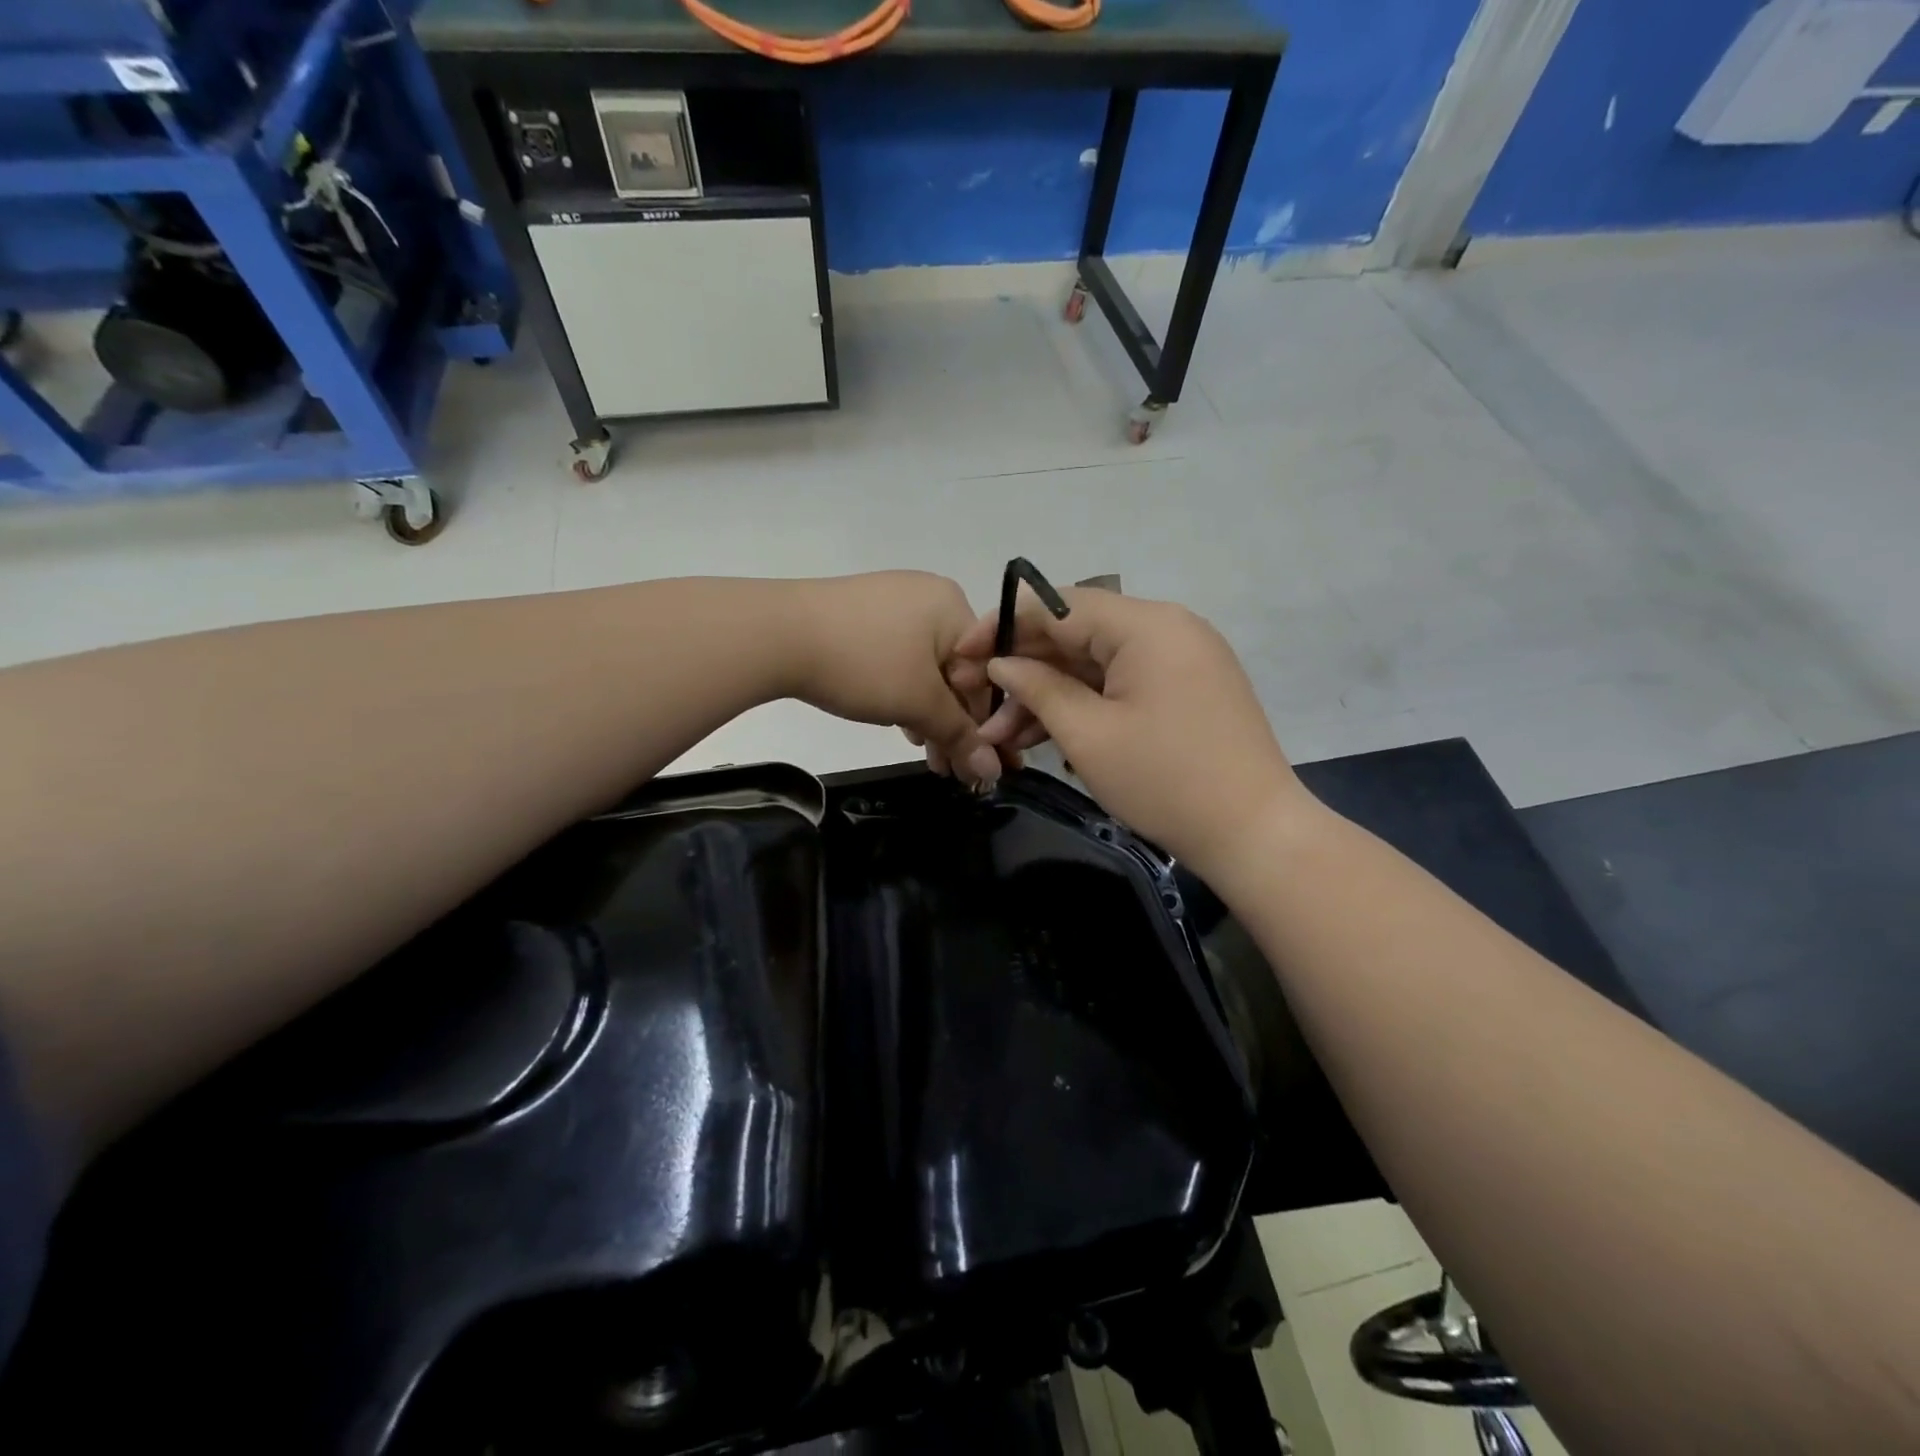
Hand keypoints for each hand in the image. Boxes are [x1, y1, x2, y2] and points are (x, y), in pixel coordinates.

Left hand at [786, 572, 1000, 786]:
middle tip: (950, 769)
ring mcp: (894, 603)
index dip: (985, 725)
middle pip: (957, 671)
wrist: (775, 634)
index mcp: (954, 607)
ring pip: (927, 669)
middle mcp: (930, 597)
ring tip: (926, 756)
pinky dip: (905, 693)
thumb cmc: (862, 664)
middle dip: (955, 725)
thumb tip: (992, 770)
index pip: (987, 673)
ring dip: (930, 716)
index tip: (980, 765)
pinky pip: (901, 658)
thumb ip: (959, 736)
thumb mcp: (917, 703)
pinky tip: (901, 724)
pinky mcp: (864, 616)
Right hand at [948, 586, 1311, 875]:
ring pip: (1095, 664)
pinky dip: (1083, 705)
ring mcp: (1179, 659)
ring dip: (1048, 694)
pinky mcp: (1183, 689)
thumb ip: (1039, 689)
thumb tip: (1001, 663)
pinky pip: (1120, 684)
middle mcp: (1166, 628)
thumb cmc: (1165, 781)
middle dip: (1023, 669)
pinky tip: (1040, 734)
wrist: (1254, 834)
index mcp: (1147, 625)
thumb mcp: (1089, 735)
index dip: (1003, 625)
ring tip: (998, 733)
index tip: (962, 653)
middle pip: (1076, 634)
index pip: (1059, 605)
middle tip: (975, 700)